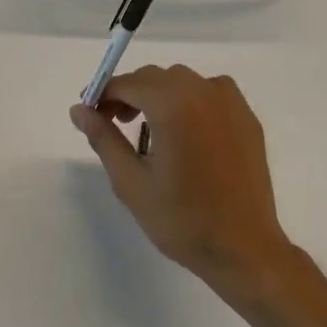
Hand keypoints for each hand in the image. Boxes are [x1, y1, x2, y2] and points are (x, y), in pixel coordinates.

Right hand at [70, 65, 301, 306]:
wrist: (243, 248)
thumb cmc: (181, 219)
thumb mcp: (131, 182)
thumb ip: (103, 138)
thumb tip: (78, 109)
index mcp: (174, 105)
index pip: (128, 83)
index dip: (104, 94)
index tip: (91, 114)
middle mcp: (205, 91)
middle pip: (156, 78)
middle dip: (130, 94)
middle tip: (115, 125)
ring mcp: (231, 103)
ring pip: (184, 82)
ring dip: (160, 96)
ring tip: (150, 131)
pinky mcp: (247, 118)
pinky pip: (210, 94)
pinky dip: (190, 102)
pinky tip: (185, 135)